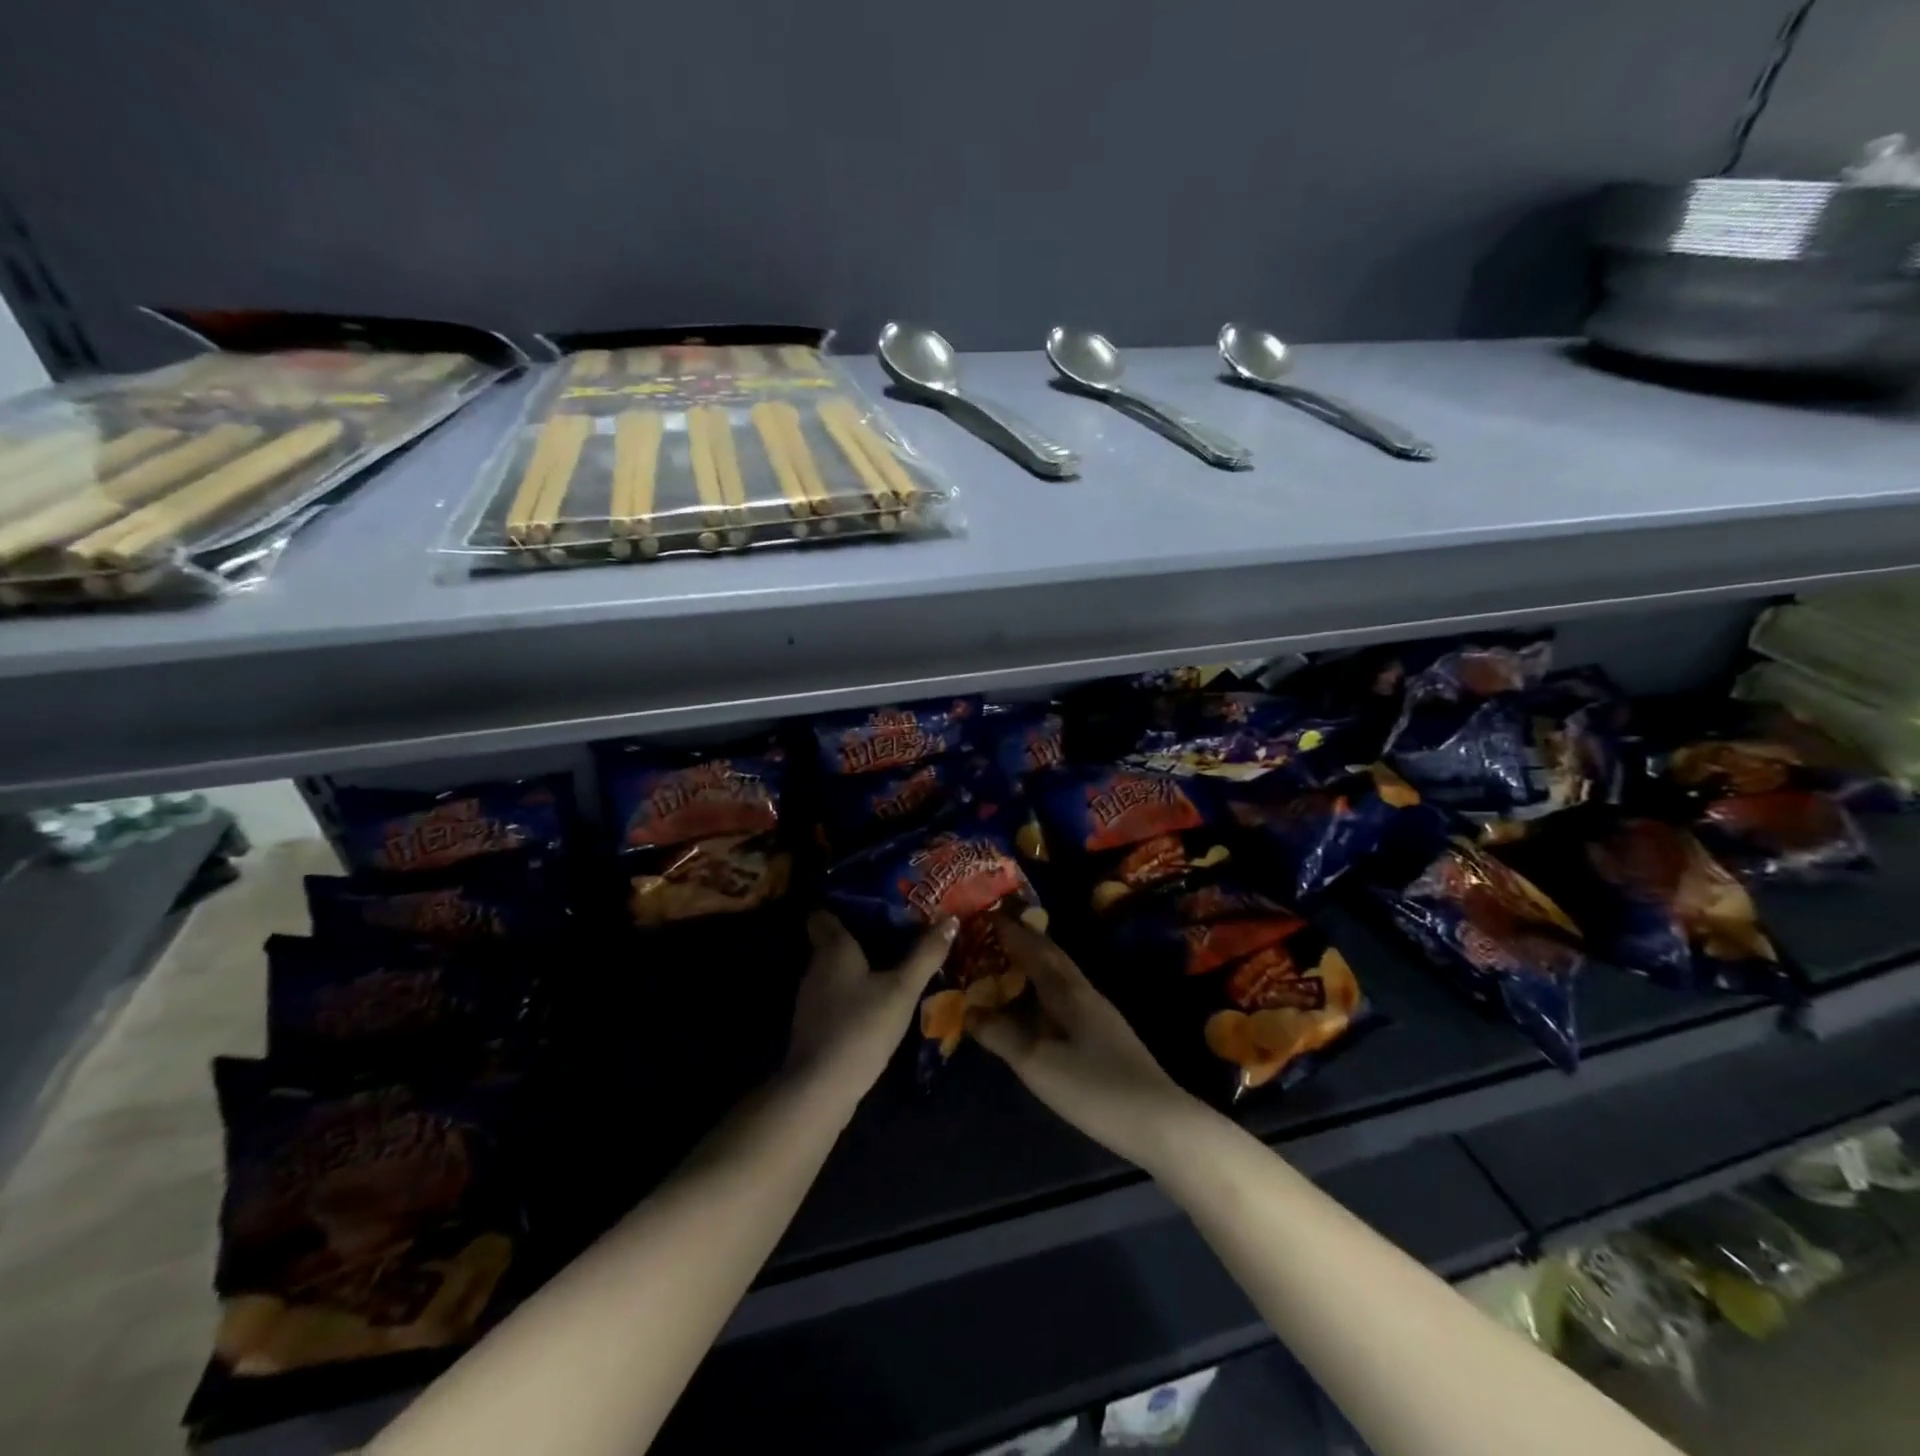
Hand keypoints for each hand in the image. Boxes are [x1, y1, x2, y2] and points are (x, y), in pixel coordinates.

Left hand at [786, 911, 956, 1102]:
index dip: (843, 902)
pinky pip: (837, 992)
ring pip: (836, 967)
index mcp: (833, 947)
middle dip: (861, 932)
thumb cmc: (861, 1027)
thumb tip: (951, 919)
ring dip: (860, 963)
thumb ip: (926, 954)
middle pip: (833, 939)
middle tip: (897, 926)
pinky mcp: (816, 1023)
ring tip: (895, 958)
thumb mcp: (902, 989)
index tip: (874, 899)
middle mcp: (816, 965)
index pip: (824, 912)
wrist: (820, 1088)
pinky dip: (855, 989)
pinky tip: (878, 997)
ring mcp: (812, 997)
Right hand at [970, 914, 1212, 1170]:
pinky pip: (1066, 997)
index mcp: (1068, 991)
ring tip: (1009, 964)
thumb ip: (1000, 1035)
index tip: (986, 914)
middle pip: (1052, 957)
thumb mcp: (1037, 1062)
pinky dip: (1045, 990)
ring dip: (1036, 964)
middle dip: (1025, 940)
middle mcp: (1085, 993)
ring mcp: (1100, 1015)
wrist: (1159, 1123)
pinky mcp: (1106, 1037)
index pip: (1035, 949)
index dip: (1010, 932)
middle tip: (995, 933)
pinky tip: (1038, 1007)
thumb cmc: (1093, 1087)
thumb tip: (968, 1010)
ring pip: (1061, 977)